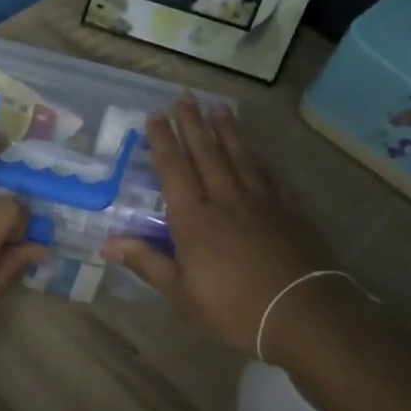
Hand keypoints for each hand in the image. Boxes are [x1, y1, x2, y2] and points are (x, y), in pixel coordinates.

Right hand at [102, 98, 343, 365]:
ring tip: (217, 106)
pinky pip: (269, 172)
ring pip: (239, 154)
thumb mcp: (181, 293)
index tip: (155, 115)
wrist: (303, 313)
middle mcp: (225, 198)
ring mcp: (261, 200)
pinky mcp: (289, 208)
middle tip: (183, 96)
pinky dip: (258, 156)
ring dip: (226, 128)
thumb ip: (146, 262)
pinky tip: (255, 148)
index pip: (174, 168)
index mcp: (194, 218)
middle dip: (192, 122)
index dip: (163, 140)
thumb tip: (107, 244)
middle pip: (206, 151)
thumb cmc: (233, 308)